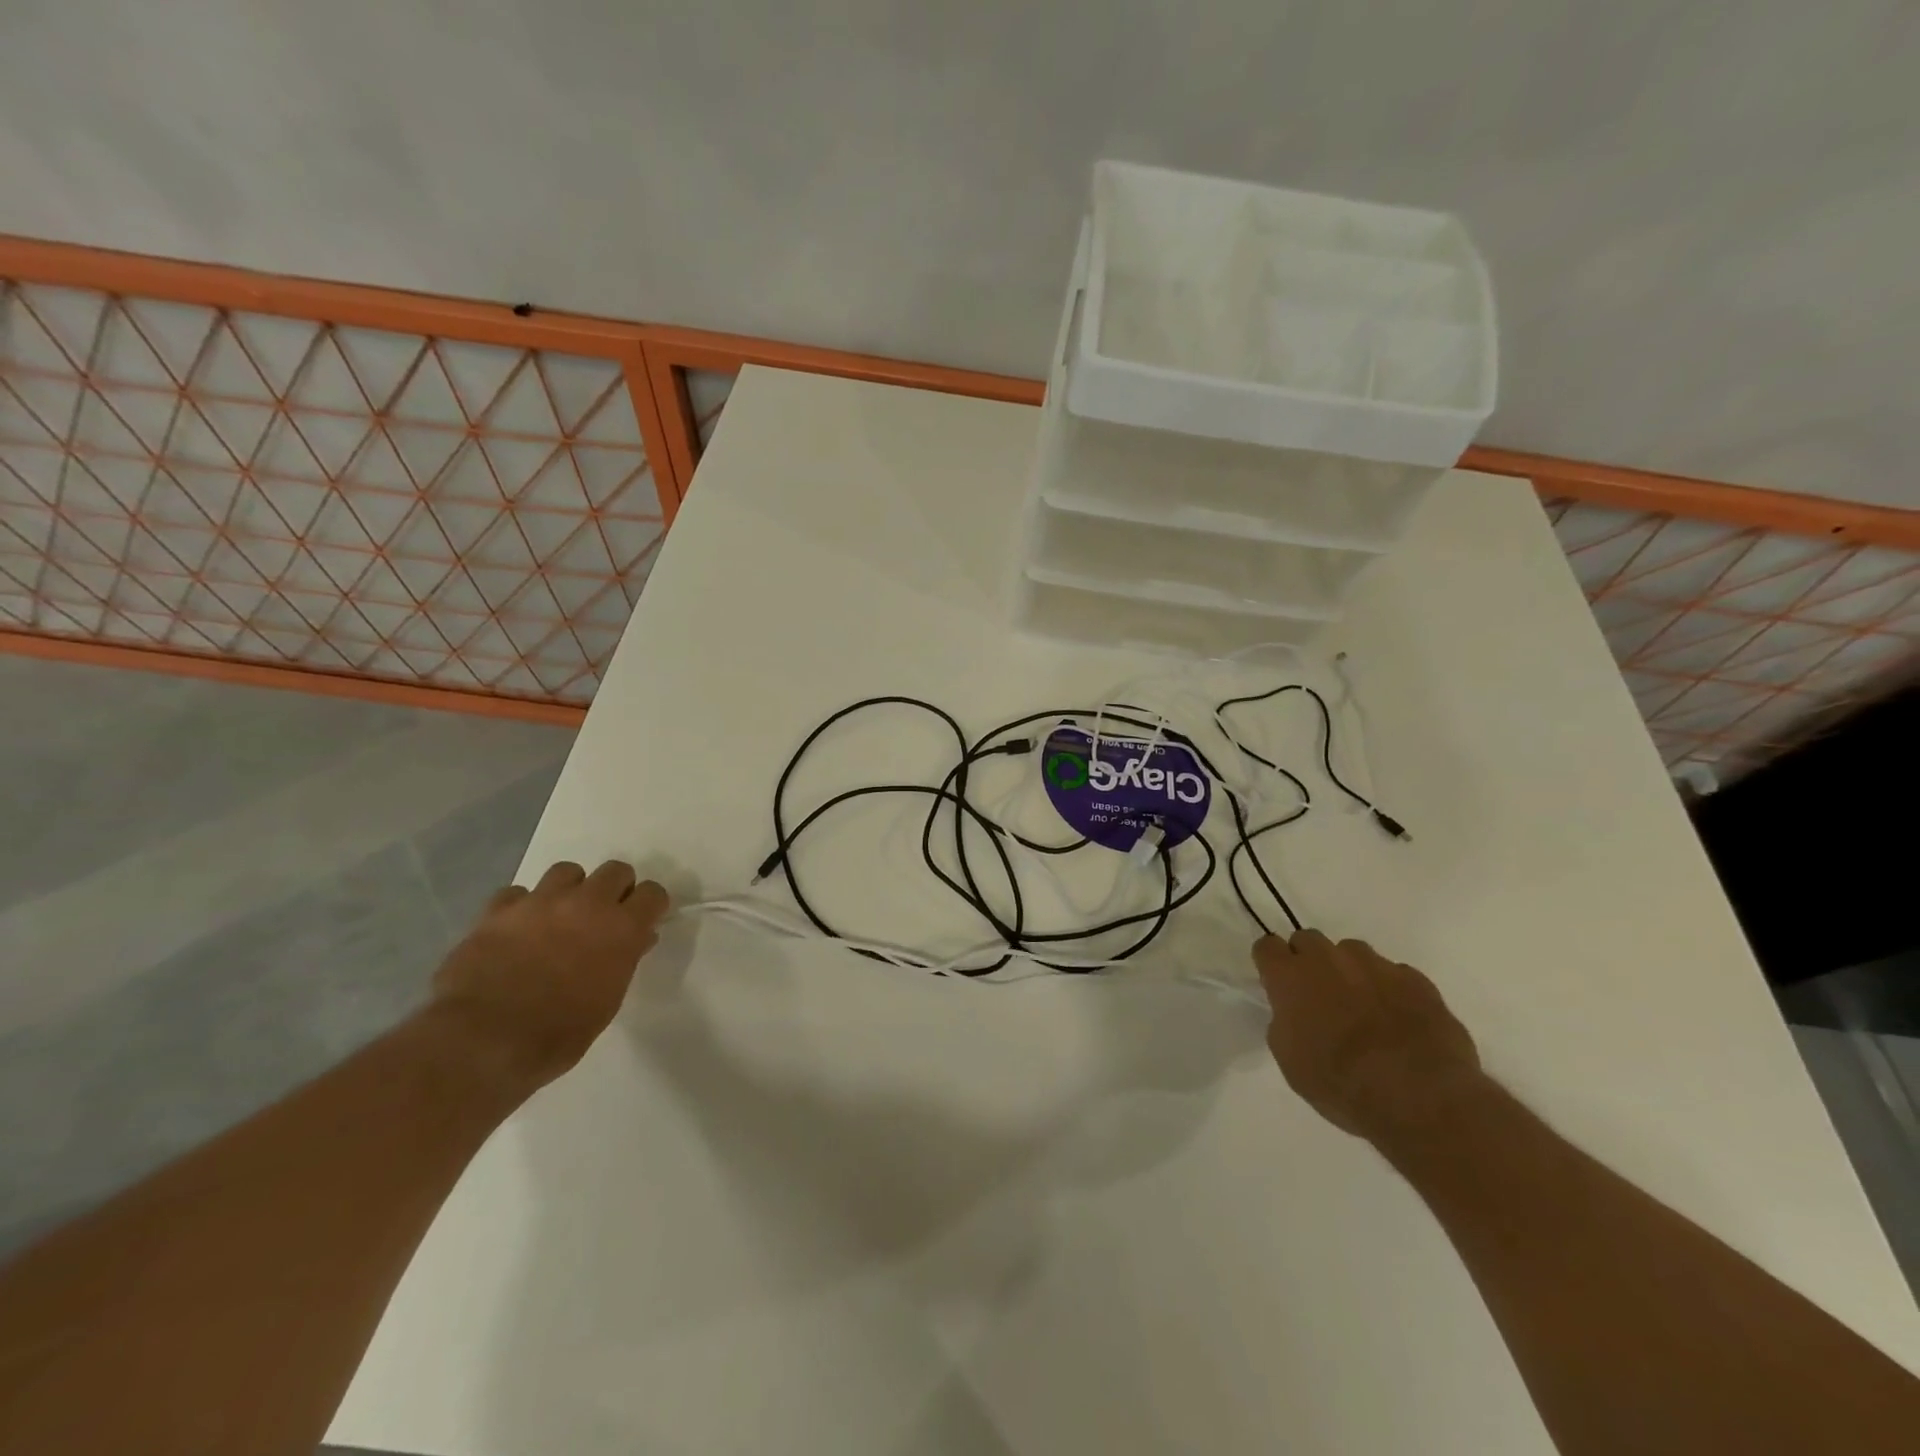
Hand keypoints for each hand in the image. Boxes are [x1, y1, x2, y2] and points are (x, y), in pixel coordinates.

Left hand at [430, 860, 669, 1091]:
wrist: (483, 1041)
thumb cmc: (559, 1033)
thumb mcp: (608, 1001)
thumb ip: (624, 961)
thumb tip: (636, 940)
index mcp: (622, 928)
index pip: (653, 894)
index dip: (650, 906)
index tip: (644, 920)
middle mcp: (587, 903)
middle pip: (615, 870)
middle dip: (615, 889)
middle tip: (604, 916)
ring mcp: (540, 902)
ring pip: (567, 871)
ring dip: (570, 890)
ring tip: (559, 916)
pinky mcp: (498, 910)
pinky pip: (516, 893)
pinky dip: (521, 907)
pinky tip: (517, 929)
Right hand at [1254, 929, 1484, 1146]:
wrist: (1420, 1099)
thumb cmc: (1341, 1084)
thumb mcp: (1290, 1061)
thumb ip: (1285, 1022)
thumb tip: (1294, 1012)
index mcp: (1290, 977)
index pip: (1267, 946)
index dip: (1271, 963)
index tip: (1277, 983)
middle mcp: (1328, 959)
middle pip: (1308, 939)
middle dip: (1309, 960)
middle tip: (1318, 995)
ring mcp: (1375, 965)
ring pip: (1352, 952)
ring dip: (1350, 970)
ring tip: (1363, 1006)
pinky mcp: (1416, 980)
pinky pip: (1394, 973)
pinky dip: (1390, 989)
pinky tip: (1399, 1019)